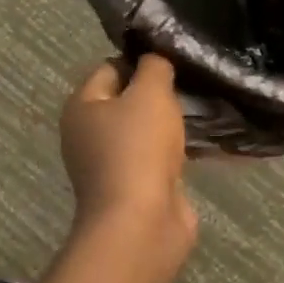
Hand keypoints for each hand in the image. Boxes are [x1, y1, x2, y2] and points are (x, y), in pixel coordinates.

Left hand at [60, 55, 195, 252]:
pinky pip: (157, 158)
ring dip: (169, 124)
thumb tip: (155, 59)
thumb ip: (154, 67)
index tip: (173, 61)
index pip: (110, 67)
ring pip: (144, 130)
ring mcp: (110, 164)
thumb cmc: (138, 148)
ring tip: (202, 111)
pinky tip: (201, 143)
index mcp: (81, 107)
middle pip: (127, 100)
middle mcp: (88, 134)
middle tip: (190, 85)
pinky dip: (175, 151)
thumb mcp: (150, 93)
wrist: (141, 224)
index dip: (141, 61)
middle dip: (158, 94)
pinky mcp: (134, 188)